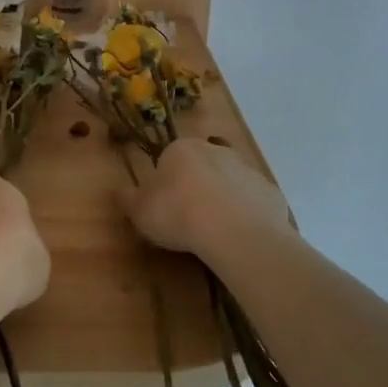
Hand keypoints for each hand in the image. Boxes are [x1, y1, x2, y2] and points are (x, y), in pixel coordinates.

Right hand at [122, 139, 291, 257]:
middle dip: (197, 187)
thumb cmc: (178, 214)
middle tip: (189, 219)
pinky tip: (239, 237)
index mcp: (182, 149)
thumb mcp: (140, 211)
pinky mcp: (269, 191)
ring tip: (215, 233)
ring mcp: (247, 169)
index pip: (169, 159)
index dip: (166, 183)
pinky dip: (247, 215)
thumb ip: (127, 199)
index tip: (164, 207)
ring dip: (223, 200)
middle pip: (203, 166)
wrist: (234, 230)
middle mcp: (216, 150)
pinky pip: (253, 202)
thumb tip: (117, 190)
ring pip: (230, 182)